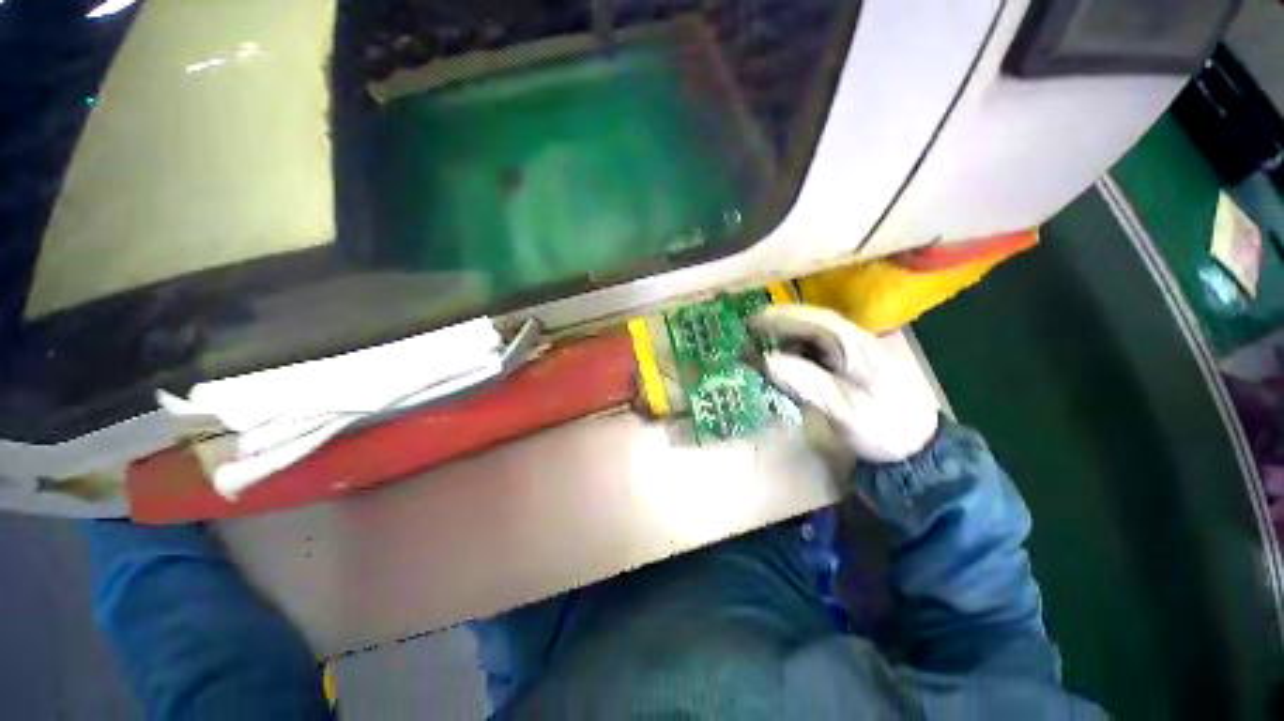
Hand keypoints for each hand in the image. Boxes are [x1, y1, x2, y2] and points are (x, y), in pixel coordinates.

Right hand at [750, 305, 939, 463]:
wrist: (919, 451)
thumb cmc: (882, 426)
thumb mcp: (841, 406)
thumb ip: (803, 380)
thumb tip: (765, 359)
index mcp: (855, 347)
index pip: (815, 321)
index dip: (781, 318)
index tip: (752, 321)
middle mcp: (855, 344)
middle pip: (814, 325)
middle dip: (781, 326)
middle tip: (751, 333)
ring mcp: (855, 356)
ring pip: (815, 339)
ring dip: (787, 340)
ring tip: (763, 350)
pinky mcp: (852, 370)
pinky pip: (819, 354)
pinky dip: (797, 355)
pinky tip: (786, 365)